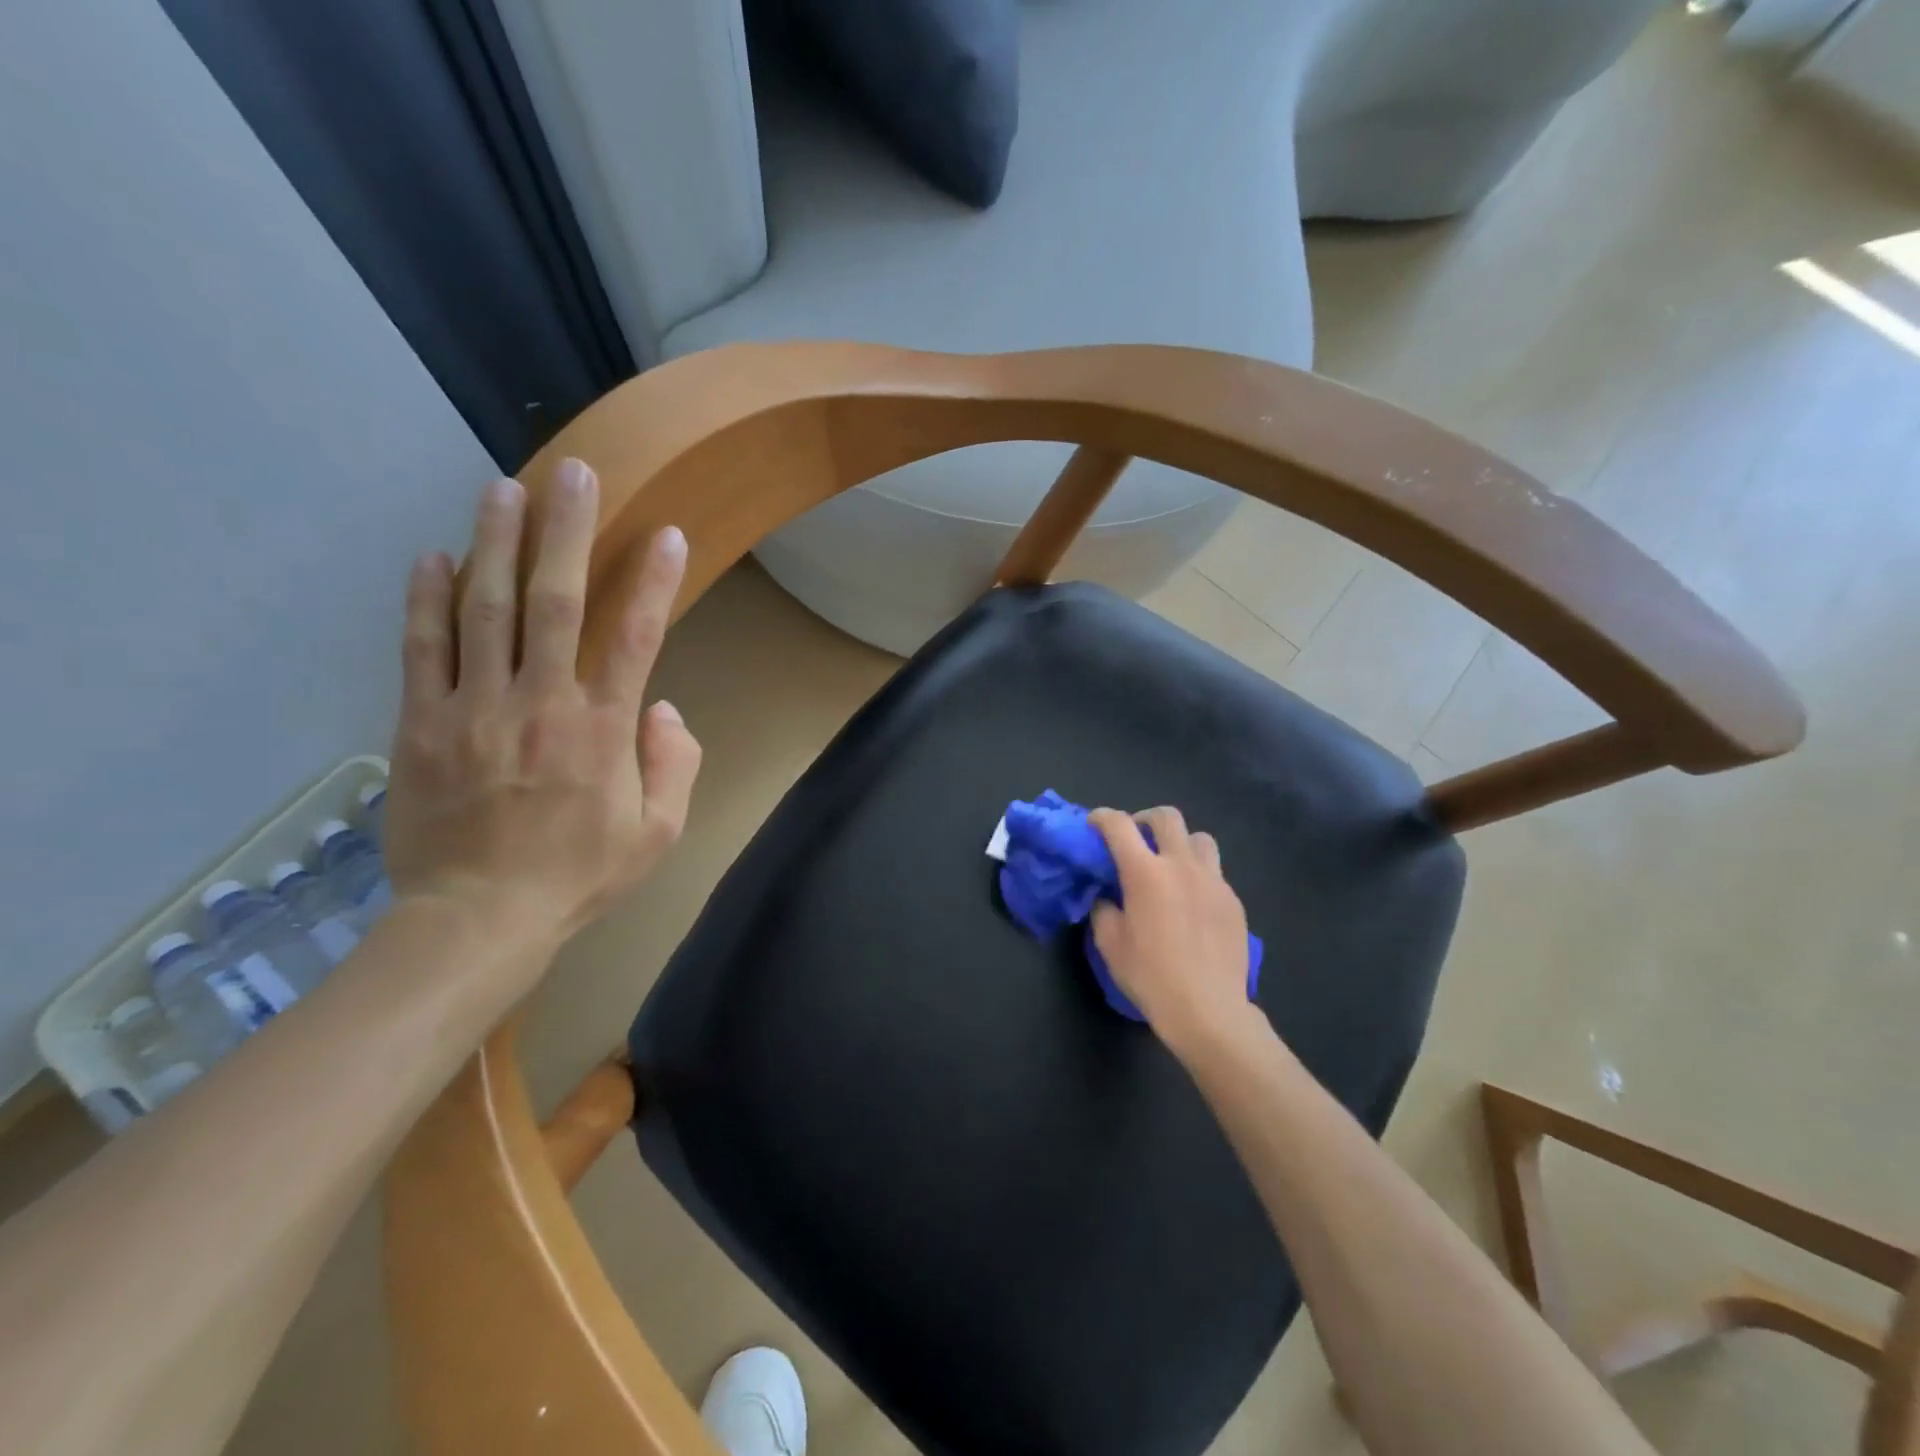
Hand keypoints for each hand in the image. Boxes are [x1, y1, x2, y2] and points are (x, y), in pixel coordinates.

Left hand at [382, 460, 702, 949]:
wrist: (479, 920)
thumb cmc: (579, 875)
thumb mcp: (658, 834)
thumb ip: (674, 765)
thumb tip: (663, 708)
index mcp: (602, 731)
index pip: (635, 638)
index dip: (653, 582)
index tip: (665, 534)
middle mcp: (540, 703)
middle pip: (554, 601)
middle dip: (565, 531)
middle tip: (571, 473)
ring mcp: (474, 708)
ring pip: (483, 609)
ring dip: (493, 543)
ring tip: (501, 488)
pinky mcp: (421, 724)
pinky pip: (421, 649)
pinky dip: (424, 599)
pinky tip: (431, 554)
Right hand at [1088, 807, 1257, 1055]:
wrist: (1208, 1010)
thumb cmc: (1151, 976)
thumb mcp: (1110, 944)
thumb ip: (1103, 908)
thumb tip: (1106, 894)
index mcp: (1145, 872)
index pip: (1119, 825)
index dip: (1102, 817)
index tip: (1094, 824)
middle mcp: (1181, 865)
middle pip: (1166, 817)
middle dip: (1145, 820)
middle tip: (1135, 840)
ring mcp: (1213, 880)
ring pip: (1199, 838)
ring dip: (1179, 843)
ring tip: (1170, 865)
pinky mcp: (1232, 900)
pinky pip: (1214, 871)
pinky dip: (1198, 874)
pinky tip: (1191, 902)